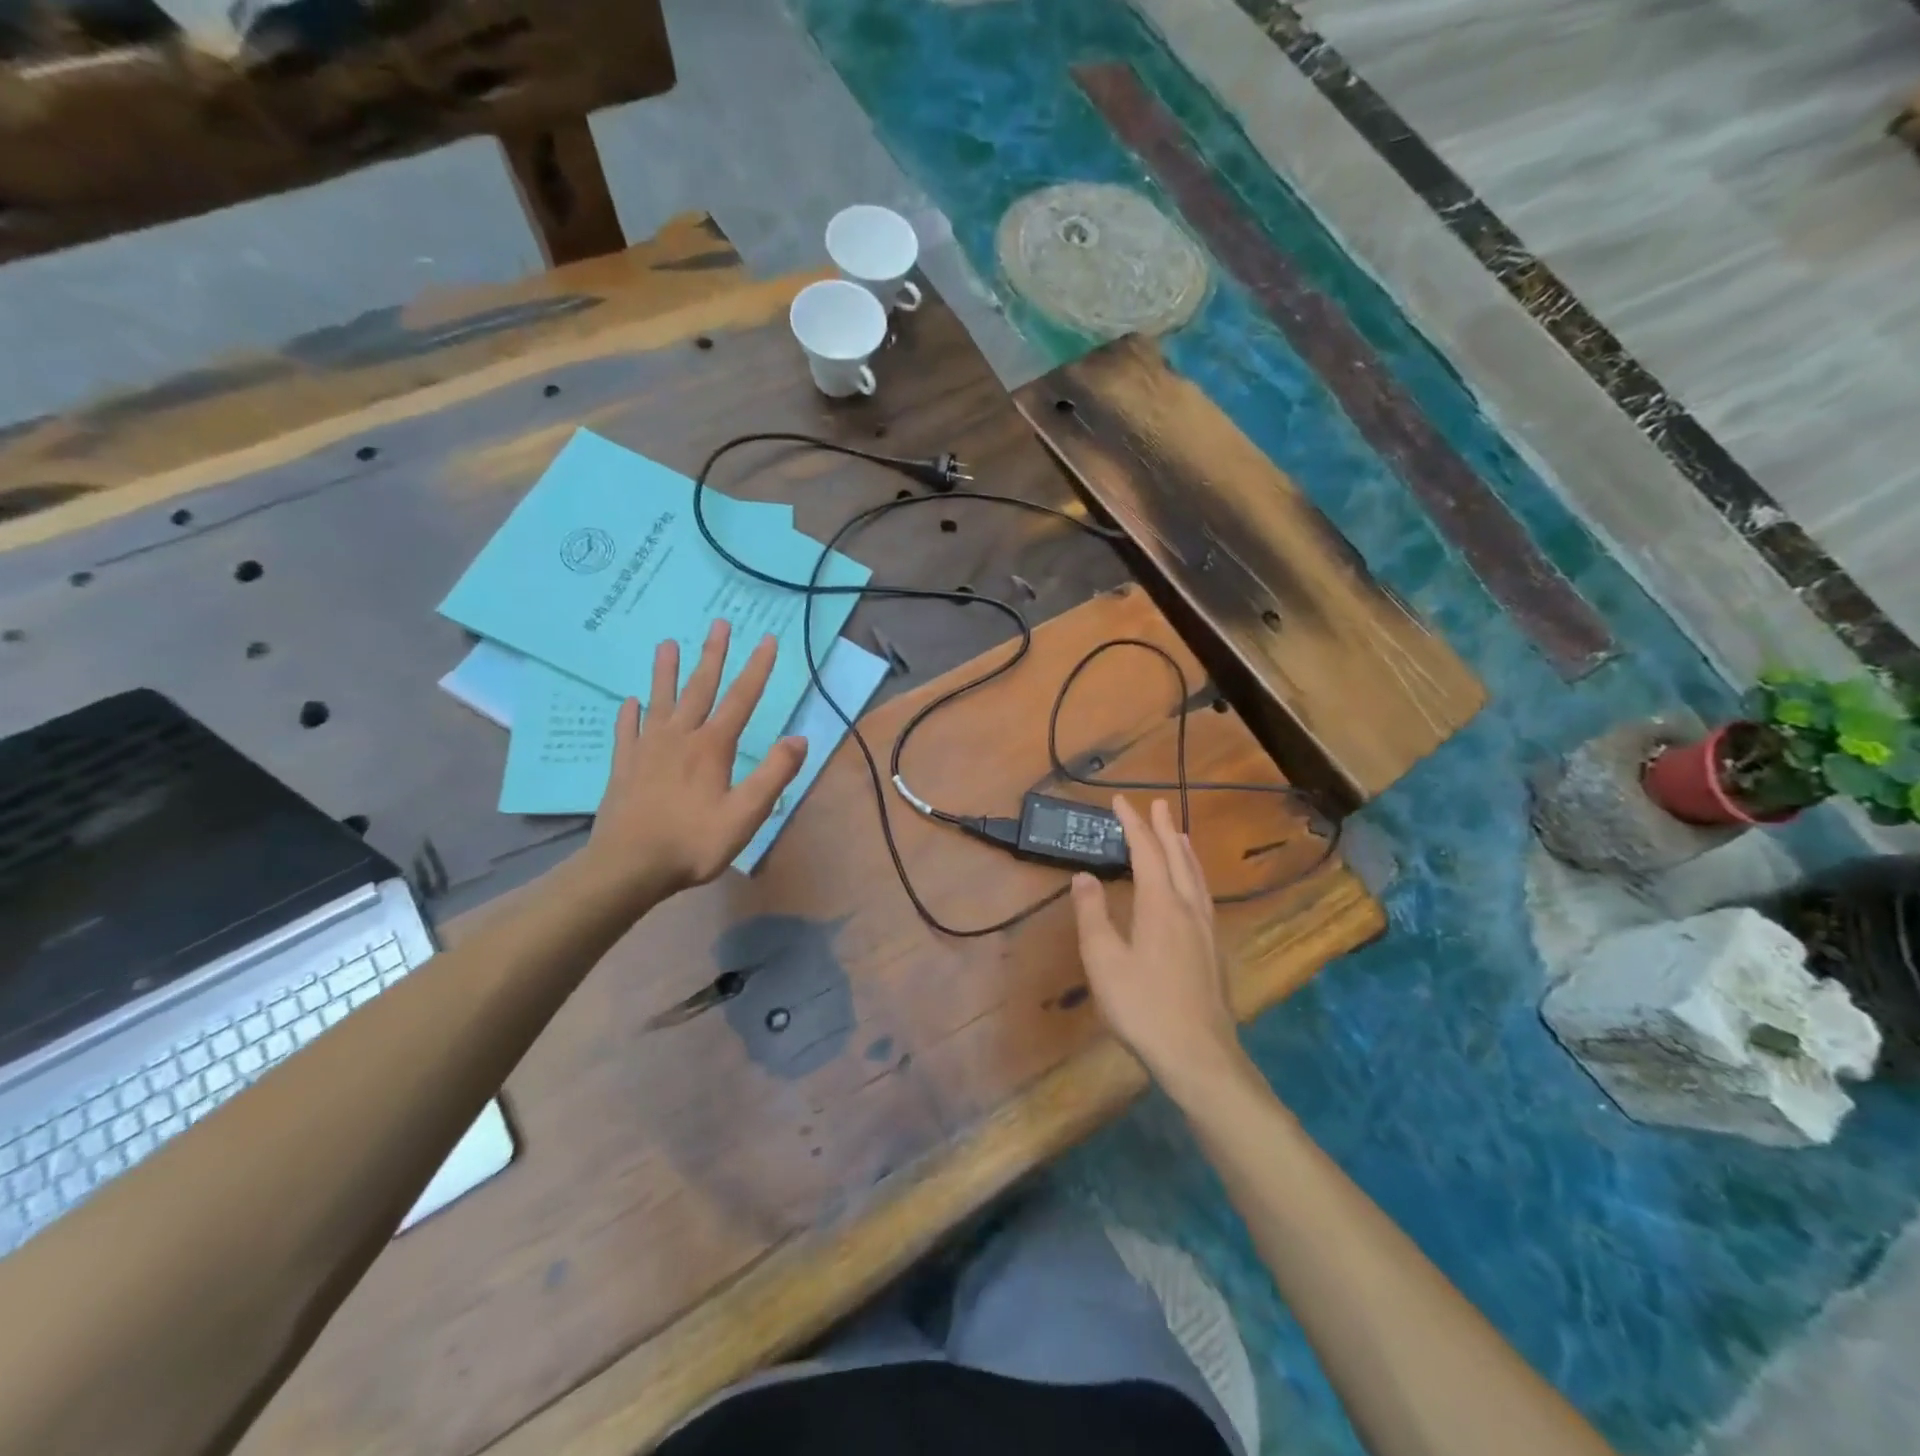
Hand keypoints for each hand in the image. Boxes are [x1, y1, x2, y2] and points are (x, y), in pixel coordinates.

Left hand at [583, 620, 806, 897]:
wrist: (628, 867)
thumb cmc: (693, 843)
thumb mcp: (746, 815)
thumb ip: (773, 774)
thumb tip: (799, 739)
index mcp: (712, 747)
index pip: (741, 699)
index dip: (757, 668)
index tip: (767, 639)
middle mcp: (679, 738)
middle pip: (699, 688)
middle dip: (712, 655)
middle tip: (718, 623)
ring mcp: (646, 750)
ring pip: (660, 701)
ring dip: (666, 672)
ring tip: (667, 644)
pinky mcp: (623, 767)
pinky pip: (627, 732)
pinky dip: (630, 714)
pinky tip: (630, 702)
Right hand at [1070, 797, 1241, 1088]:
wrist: (1198, 1055)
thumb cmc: (1143, 1006)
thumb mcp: (1104, 960)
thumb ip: (1093, 914)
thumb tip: (1084, 876)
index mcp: (1161, 905)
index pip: (1147, 852)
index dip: (1133, 824)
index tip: (1121, 800)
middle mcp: (1188, 909)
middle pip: (1178, 857)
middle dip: (1164, 828)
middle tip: (1157, 804)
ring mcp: (1206, 930)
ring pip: (1196, 877)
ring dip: (1184, 850)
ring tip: (1179, 834)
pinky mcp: (1213, 951)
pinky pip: (1203, 895)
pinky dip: (1194, 875)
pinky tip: (1193, 889)